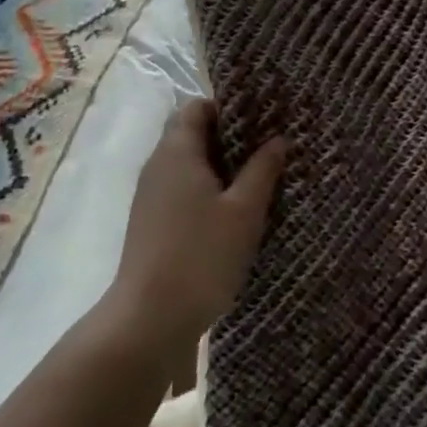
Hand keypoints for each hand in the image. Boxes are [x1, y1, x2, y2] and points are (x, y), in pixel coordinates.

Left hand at [107, 99, 286, 357]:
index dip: (226, 107)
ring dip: (216, 166)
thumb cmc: (202, 255)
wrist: (149, 319)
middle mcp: (158, 165)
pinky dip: (204, 190)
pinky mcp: (149, 223)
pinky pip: (179, 189)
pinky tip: (230, 212)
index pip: (196, 107)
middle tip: (264, 148)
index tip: (259, 119)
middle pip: (190, 133)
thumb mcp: (244, 211)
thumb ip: (262, 170)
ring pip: (185, 164)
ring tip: (254, 179)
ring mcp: (149, 196)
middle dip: (226, 137)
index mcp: (177, 151)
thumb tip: (278, 138)